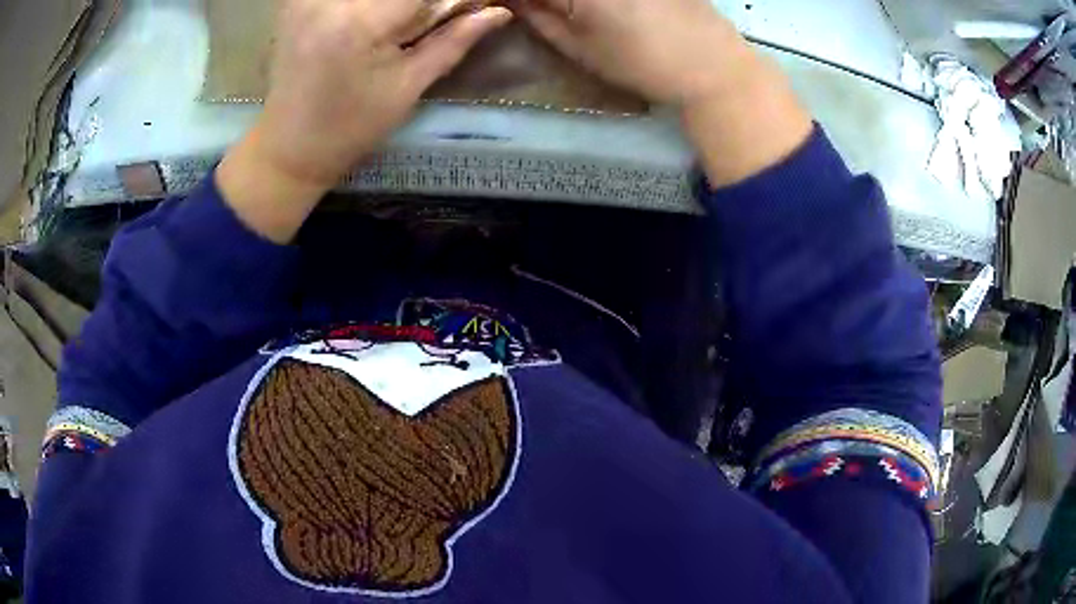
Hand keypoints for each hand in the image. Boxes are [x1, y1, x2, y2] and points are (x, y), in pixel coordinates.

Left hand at [217, 0, 510, 242]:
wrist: (288, 147)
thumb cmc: (350, 128)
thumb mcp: (409, 87)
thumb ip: (454, 40)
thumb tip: (500, 12)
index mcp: (361, 21)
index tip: (471, 6)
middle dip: (424, 2)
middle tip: (435, 17)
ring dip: (398, 4)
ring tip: (406, 22)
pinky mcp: (295, 1)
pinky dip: (373, 4)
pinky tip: (381, 17)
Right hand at [522, 0, 811, 185]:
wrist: (713, 65)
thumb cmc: (642, 64)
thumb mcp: (580, 47)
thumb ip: (539, 17)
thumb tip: (512, 0)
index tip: (510, 7)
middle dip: (543, 0)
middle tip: (539, 10)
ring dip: (573, 3)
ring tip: (580, 15)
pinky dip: (596, 1)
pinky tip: (605, 11)